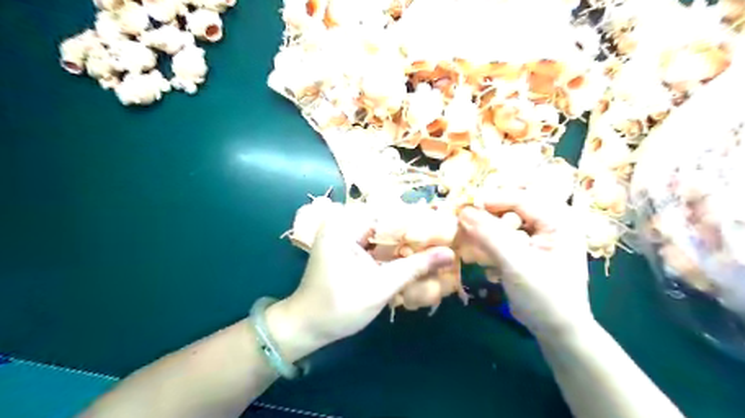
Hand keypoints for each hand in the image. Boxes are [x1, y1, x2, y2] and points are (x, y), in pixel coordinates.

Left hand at [267, 205, 453, 360]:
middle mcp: (344, 222)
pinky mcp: (348, 245)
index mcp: (345, 225)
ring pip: (384, 231)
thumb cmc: (339, 308)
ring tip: (432, 250)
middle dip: (414, 233)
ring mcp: (345, 234)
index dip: (419, 222)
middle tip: (441, 243)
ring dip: (405, 242)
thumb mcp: (381, 287)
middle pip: (389, 220)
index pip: (391, 212)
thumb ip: (415, 267)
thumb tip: (449, 254)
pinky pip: (376, 241)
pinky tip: (411, 259)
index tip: (444, 231)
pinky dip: (393, 250)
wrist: (307, 325)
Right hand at [461, 189, 593, 339]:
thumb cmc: (545, 298)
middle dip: (485, 221)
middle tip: (462, 229)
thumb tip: (463, 210)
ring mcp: (537, 236)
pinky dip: (489, 247)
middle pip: (508, 209)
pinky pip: (501, 238)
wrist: (557, 332)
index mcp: (558, 220)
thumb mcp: (517, 264)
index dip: (489, 200)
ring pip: (502, 224)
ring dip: (484, 236)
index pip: (519, 198)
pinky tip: (486, 264)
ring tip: (472, 250)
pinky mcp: (525, 249)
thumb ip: (490, 235)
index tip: (460, 207)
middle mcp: (549, 222)